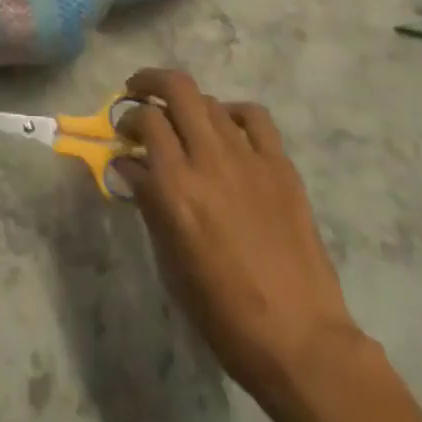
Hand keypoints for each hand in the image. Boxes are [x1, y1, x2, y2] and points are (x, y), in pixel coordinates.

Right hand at [116, 68, 360, 403]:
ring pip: (211, 100)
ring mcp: (248, 157)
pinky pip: (254, 117)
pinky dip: (233, 113)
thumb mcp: (170, 261)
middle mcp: (209, 158)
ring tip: (182, 122)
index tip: (122, 135)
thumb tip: (128, 165)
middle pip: (177, 88)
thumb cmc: (222, 312)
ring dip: (188, 104)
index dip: (127, 119)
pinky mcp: (280, 165)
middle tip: (137, 94)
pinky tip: (227, 129)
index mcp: (175, 186)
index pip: (145, 121)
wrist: (299, 339)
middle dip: (150, 82)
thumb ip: (148, 202)